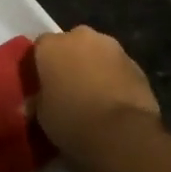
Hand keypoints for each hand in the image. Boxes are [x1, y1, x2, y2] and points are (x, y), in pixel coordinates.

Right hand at [31, 26, 164, 171]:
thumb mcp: (42, 116)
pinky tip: (114, 103)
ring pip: (98, 54)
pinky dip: (114, 80)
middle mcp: (81, 37)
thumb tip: (33, 103)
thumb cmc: (72, 121)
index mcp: (52, 45)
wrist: (122, 135)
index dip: (41, 65)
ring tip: (93, 96)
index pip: (40, 46)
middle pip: (71, 44)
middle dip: (70, 61)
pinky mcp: (137, 65)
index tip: (41, 84)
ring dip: (94, 68)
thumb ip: (38, 101)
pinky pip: (118, 69)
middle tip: (67, 88)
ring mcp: (113, 48)